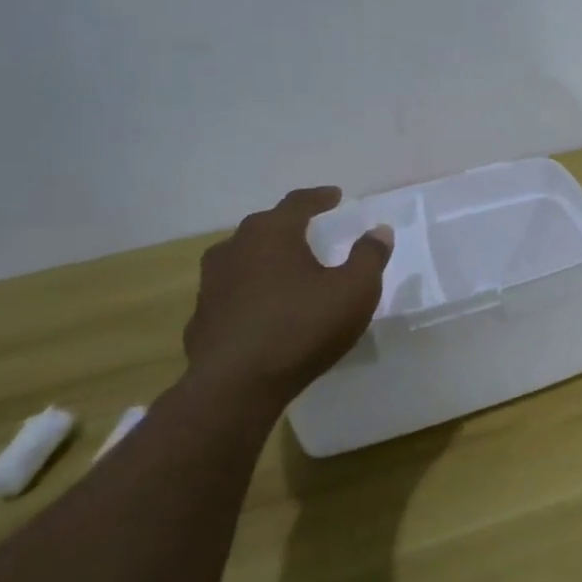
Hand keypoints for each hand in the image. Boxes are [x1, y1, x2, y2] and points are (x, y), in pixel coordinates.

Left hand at [184, 187, 392, 402]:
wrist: (236, 386)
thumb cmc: (303, 327)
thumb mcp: (355, 290)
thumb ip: (369, 256)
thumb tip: (379, 230)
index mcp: (272, 235)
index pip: (297, 203)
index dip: (319, 198)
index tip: (335, 196)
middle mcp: (235, 250)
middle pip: (264, 227)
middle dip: (288, 224)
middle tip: (310, 229)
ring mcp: (211, 285)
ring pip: (241, 258)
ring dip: (265, 257)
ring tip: (285, 267)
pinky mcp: (201, 318)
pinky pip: (231, 293)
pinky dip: (249, 291)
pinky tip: (263, 308)